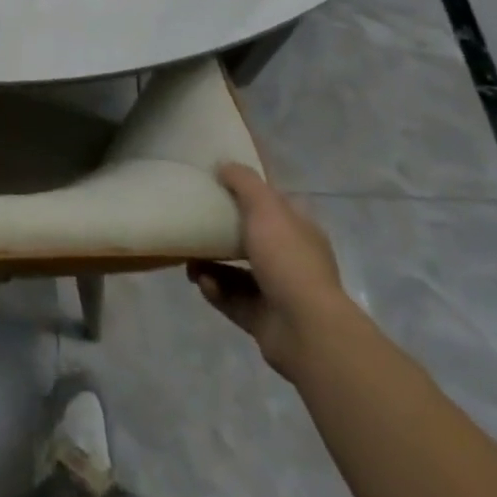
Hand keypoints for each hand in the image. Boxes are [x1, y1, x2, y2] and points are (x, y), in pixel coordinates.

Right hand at [187, 162, 354, 377]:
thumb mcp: (265, 206)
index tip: (218, 184)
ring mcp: (279, 292)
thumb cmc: (288, 259)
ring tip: (189, 260)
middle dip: (221, 233)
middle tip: (195, 224)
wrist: (307, 331)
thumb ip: (244, 181)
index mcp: (300, 230)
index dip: (250, 193)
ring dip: (211, 264)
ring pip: (237, 271)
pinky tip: (202, 282)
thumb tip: (224, 166)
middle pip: (252, 238)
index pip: (275, 204)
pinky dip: (215, 290)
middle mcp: (292, 260)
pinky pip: (232, 299)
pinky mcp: (263, 319)